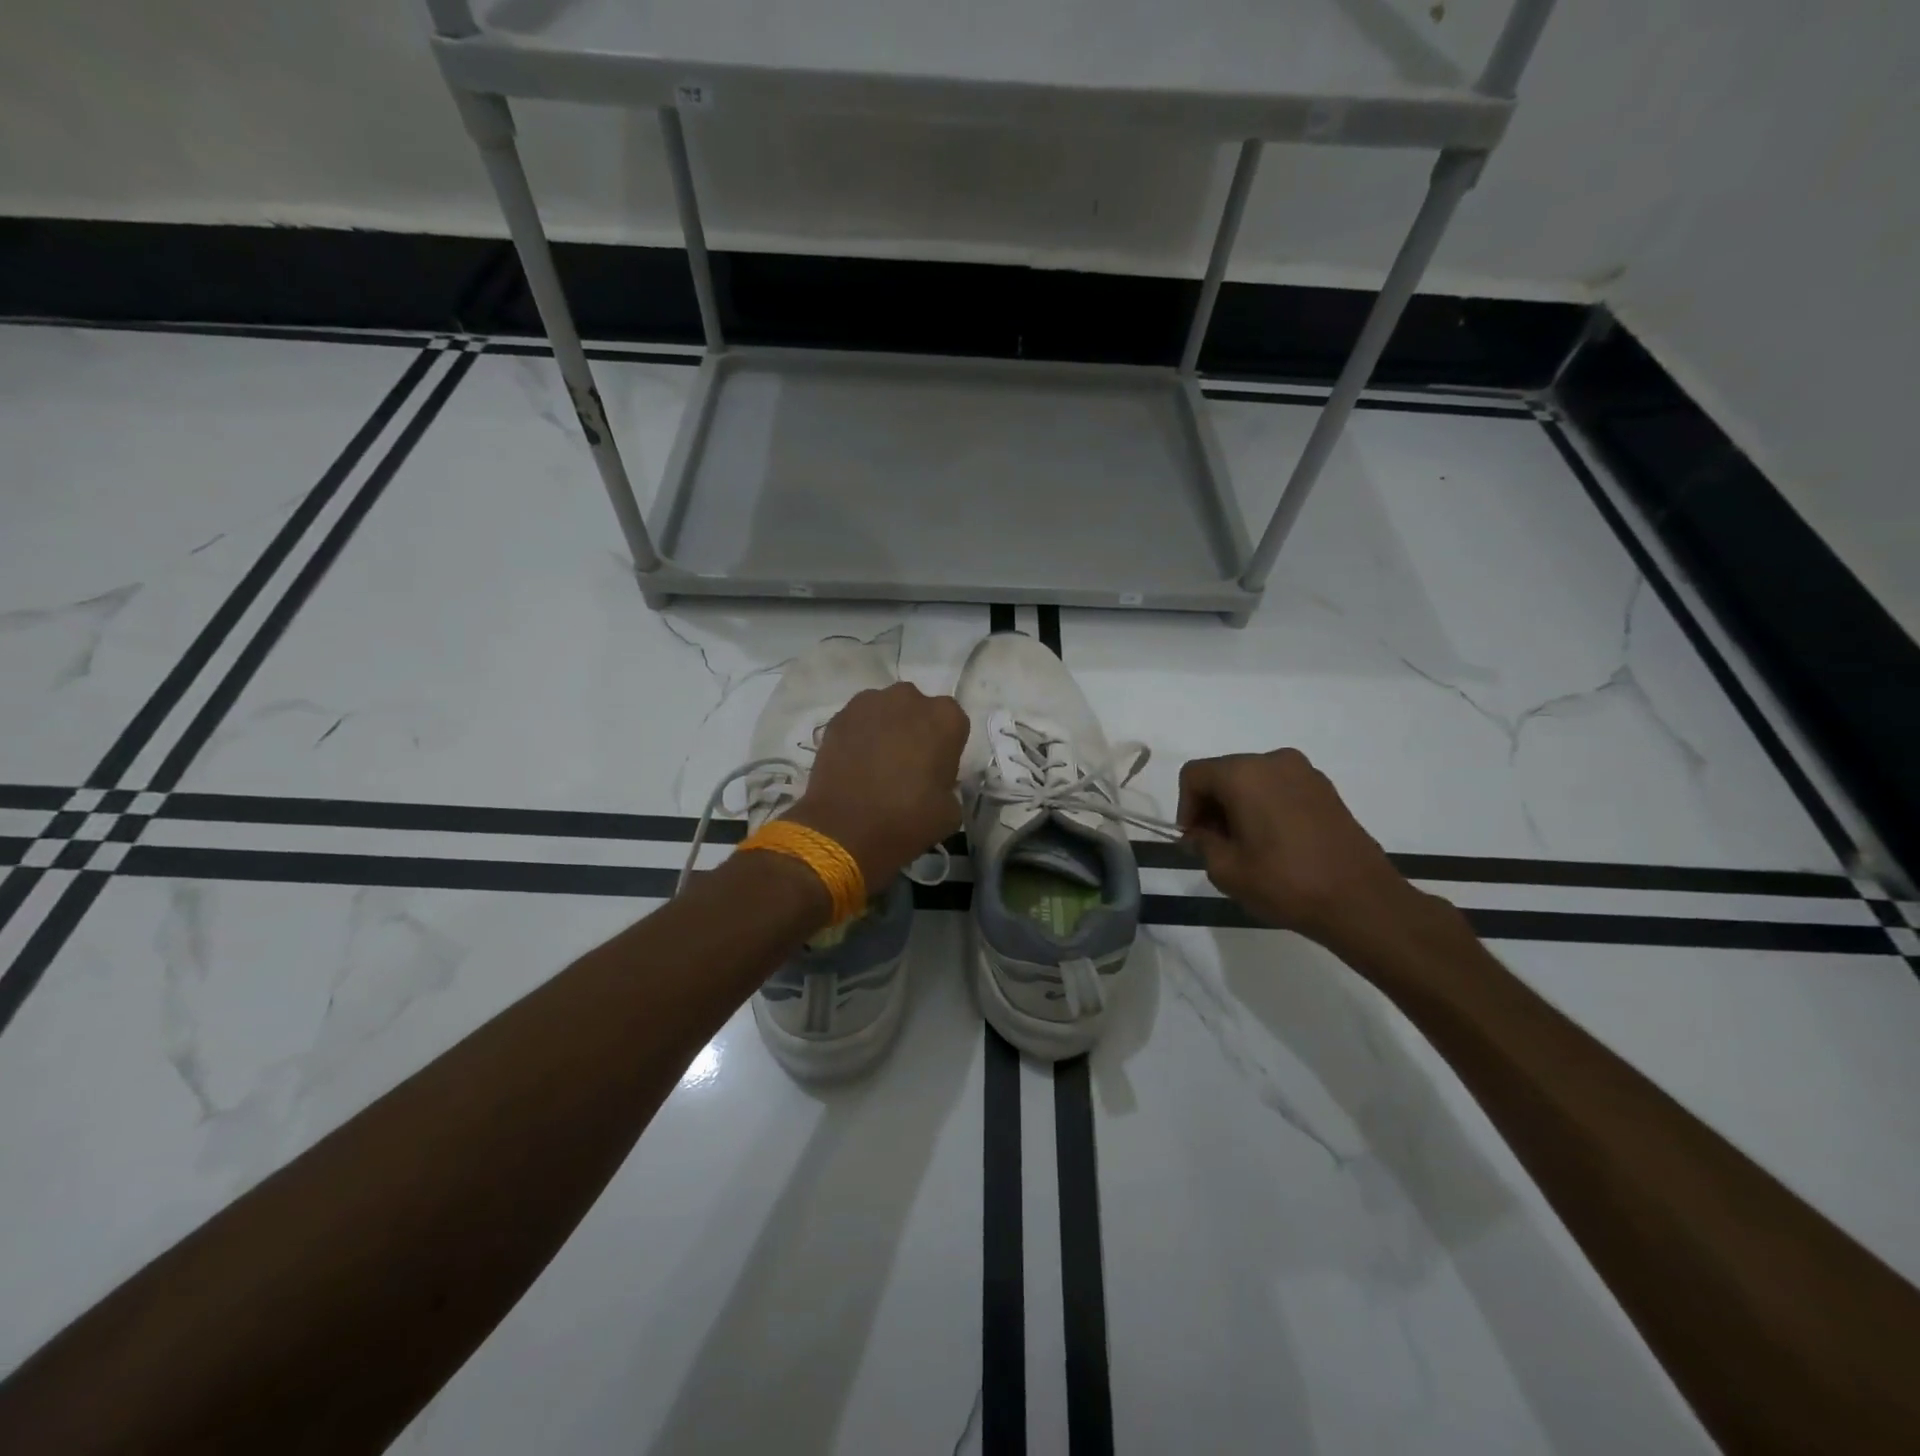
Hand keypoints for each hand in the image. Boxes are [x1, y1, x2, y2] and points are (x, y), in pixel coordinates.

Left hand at [786, 683, 967, 886]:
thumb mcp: (950, 812)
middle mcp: (910, 699)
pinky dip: (859, 736)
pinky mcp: (839, 716)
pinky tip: (854, 764)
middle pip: (918, 711)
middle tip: (906, 766)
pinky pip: (858, 722)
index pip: (953, 725)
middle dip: (915, 731)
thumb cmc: (907, 819)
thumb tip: (934, 785)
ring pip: (886, 711)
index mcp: (946, 717)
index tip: (935, 770)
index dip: (945, 748)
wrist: (845, 829)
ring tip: (876, 764)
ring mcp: (870, 702)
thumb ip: (948, 786)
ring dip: (886, 729)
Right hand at [1176, 748, 1430, 958]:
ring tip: (1246, 847)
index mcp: (1244, 774)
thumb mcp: (1227, 870)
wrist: (1361, 901)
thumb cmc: (1285, 883)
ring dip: (1239, 807)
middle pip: (1224, 773)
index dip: (1185, 807)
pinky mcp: (1326, 790)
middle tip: (1216, 846)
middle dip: (1212, 806)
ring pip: (1253, 780)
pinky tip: (1274, 843)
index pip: (1194, 775)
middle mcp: (1274, 761)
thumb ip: (1202, 844)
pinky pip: (1280, 788)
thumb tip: (1200, 834)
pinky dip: (1266, 807)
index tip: (1194, 840)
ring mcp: (1305, 773)